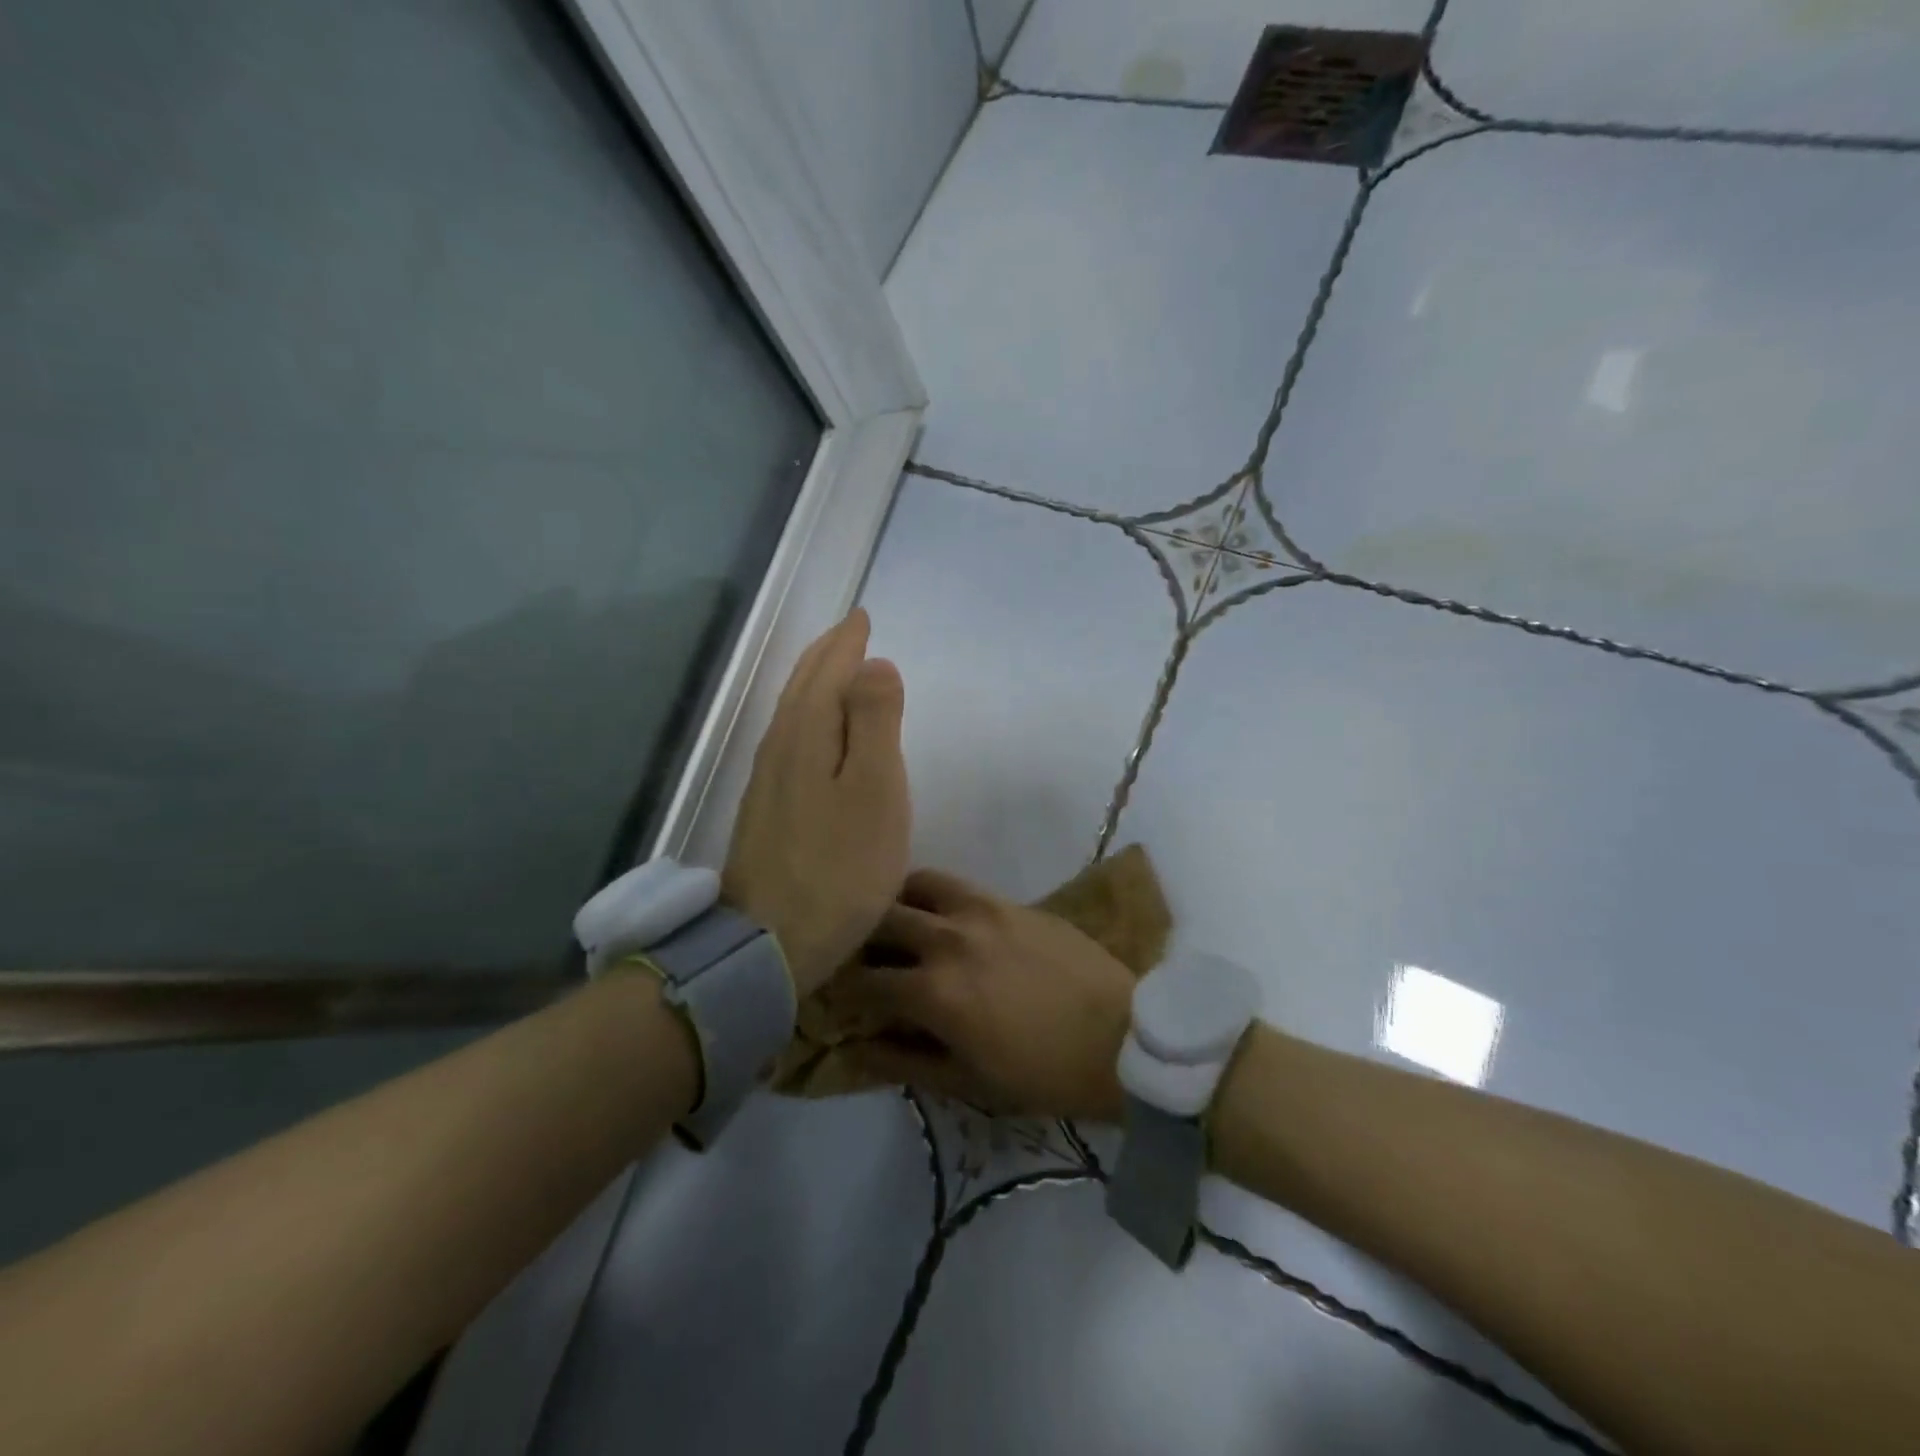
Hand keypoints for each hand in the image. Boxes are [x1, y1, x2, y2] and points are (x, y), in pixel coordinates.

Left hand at [722, 608, 909, 995]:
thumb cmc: (839, 866)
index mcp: (806, 734)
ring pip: (792, 715)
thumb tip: (873, 665)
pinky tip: (813, 737)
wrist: (771, 943)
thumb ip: (874, 721)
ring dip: (814, 685)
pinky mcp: (766, 814)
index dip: (847, 643)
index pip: (827, 672)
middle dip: (826, 656)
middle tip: (848, 633)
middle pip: (803, 688)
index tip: (861, 617)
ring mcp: (767, 783)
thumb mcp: (873, 789)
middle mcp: (779, 749)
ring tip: (833, 671)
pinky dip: (807, 721)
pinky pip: (790, 744)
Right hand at [828, 868, 1137, 1121]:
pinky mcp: (1009, 900)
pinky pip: (957, 885)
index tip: (836, 993)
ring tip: (896, 921)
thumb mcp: (970, 1082)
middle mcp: (949, 938)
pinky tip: (939, 915)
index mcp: (935, 992)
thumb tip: (857, 1046)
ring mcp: (982, 910)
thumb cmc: (1043, 1073)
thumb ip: (906, 1061)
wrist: (1122, 1037)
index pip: (865, 981)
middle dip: (860, 936)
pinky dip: (934, 895)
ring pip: (918, 884)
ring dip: (897, 901)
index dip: (842, 989)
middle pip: (883, 920)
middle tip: (859, 952)